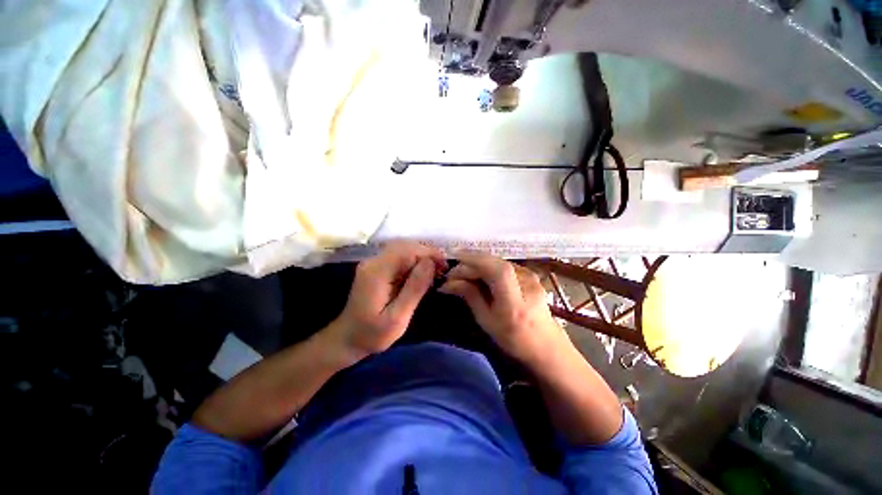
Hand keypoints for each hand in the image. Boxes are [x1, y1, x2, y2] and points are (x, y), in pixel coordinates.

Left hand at [331, 241, 446, 360]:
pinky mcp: (377, 268)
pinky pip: (399, 257)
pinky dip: (413, 262)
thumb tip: (430, 262)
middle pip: (405, 246)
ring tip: (435, 271)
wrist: (347, 339)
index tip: (444, 266)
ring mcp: (374, 263)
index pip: (406, 251)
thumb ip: (414, 289)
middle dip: (426, 253)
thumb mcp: (398, 317)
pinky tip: (422, 274)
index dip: (428, 253)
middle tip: (442, 269)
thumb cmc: (373, 334)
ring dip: (421, 256)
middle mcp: (373, 262)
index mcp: (377, 272)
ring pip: (403, 249)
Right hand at [439, 252, 567, 365]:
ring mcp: (531, 276)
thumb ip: (471, 297)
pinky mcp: (529, 273)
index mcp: (516, 303)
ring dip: (478, 264)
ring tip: (462, 273)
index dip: (476, 261)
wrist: (545, 343)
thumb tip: (449, 283)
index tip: (454, 262)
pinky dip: (487, 266)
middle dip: (471, 263)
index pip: (498, 271)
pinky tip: (478, 273)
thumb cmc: (513, 339)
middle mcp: (527, 284)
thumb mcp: (487, 321)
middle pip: (496, 263)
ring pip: (498, 261)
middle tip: (453, 274)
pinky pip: (503, 265)